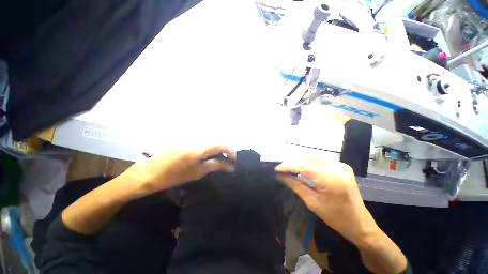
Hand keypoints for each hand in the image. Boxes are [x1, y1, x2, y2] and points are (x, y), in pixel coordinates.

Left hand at [123, 145, 233, 195]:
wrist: (149, 172)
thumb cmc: (174, 175)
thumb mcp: (198, 172)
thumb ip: (216, 165)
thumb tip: (230, 166)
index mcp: (200, 147)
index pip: (222, 144)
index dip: (230, 151)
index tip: (234, 160)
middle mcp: (197, 138)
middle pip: (217, 140)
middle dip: (224, 150)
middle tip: (227, 160)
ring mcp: (190, 137)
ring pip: (210, 139)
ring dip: (217, 148)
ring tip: (218, 158)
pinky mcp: (185, 137)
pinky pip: (202, 140)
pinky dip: (208, 146)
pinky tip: (207, 154)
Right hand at [275, 159, 378, 245]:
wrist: (361, 224)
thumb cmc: (336, 218)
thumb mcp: (312, 202)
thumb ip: (295, 185)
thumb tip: (280, 176)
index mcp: (331, 179)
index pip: (303, 165)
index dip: (287, 166)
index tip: (276, 169)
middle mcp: (337, 167)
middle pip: (307, 158)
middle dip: (292, 163)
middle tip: (282, 170)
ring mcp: (341, 165)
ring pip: (313, 158)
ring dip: (299, 162)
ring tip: (289, 169)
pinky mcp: (341, 166)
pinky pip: (320, 161)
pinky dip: (308, 163)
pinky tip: (302, 169)